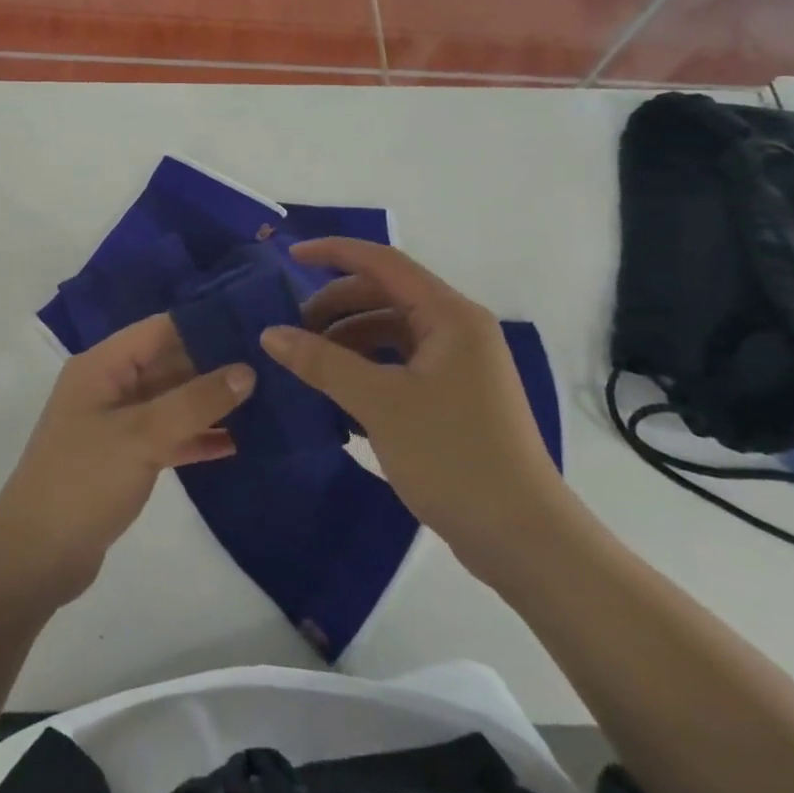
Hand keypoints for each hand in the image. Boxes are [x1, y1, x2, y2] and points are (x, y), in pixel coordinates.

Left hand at [0, 316, 252, 604]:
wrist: (36, 555)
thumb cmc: (84, 480)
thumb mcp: (143, 435)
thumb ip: (195, 401)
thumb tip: (246, 370)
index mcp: (102, 365)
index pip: (160, 330)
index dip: (205, 324)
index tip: (254, 325)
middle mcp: (108, 386)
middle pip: (168, 363)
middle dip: (214, 365)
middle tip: (271, 364)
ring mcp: (115, 423)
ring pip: (171, 401)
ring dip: (210, 403)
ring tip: (266, 399)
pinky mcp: (123, 457)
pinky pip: (167, 436)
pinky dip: (196, 437)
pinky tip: (238, 443)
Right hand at [260, 237, 574, 579]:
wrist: (523, 539)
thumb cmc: (453, 455)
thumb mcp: (379, 403)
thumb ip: (322, 362)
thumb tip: (270, 333)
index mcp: (450, 315)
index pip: (383, 262)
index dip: (334, 252)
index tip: (289, 256)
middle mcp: (458, 330)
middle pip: (385, 296)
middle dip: (336, 305)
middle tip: (293, 329)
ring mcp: (459, 366)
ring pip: (391, 332)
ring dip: (348, 340)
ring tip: (309, 365)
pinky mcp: (454, 398)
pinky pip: (400, 365)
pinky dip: (366, 369)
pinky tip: (337, 397)